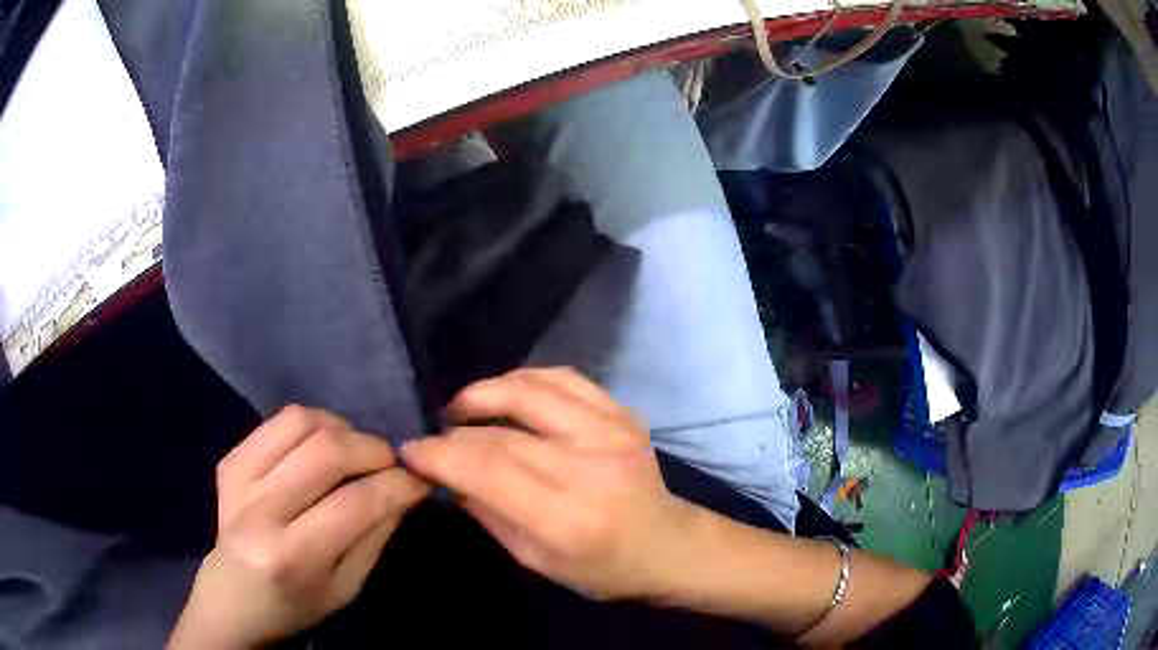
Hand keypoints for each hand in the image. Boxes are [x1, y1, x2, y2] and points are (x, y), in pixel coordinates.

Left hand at [169, 406, 428, 649]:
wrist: (232, 598)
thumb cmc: (296, 605)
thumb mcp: (347, 587)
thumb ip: (375, 536)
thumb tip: (404, 489)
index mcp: (294, 557)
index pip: (356, 503)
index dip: (397, 484)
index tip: (418, 481)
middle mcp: (261, 512)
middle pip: (327, 452)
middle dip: (373, 449)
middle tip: (390, 462)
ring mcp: (239, 479)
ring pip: (301, 422)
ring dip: (342, 428)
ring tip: (355, 450)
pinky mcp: (230, 461)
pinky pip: (277, 421)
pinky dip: (311, 424)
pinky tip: (320, 445)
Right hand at [401, 368, 698, 601]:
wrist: (665, 544)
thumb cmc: (598, 567)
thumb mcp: (533, 559)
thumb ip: (485, 511)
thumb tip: (444, 471)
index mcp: (564, 516)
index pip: (485, 467)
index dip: (438, 453)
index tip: (411, 450)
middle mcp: (588, 464)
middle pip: (500, 430)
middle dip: (454, 429)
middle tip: (434, 435)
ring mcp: (610, 430)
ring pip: (528, 388)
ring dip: (484, 392)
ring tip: (463, 409)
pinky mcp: (622, 412)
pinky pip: (562, 377)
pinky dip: (524, 379)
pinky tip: (507, 394)